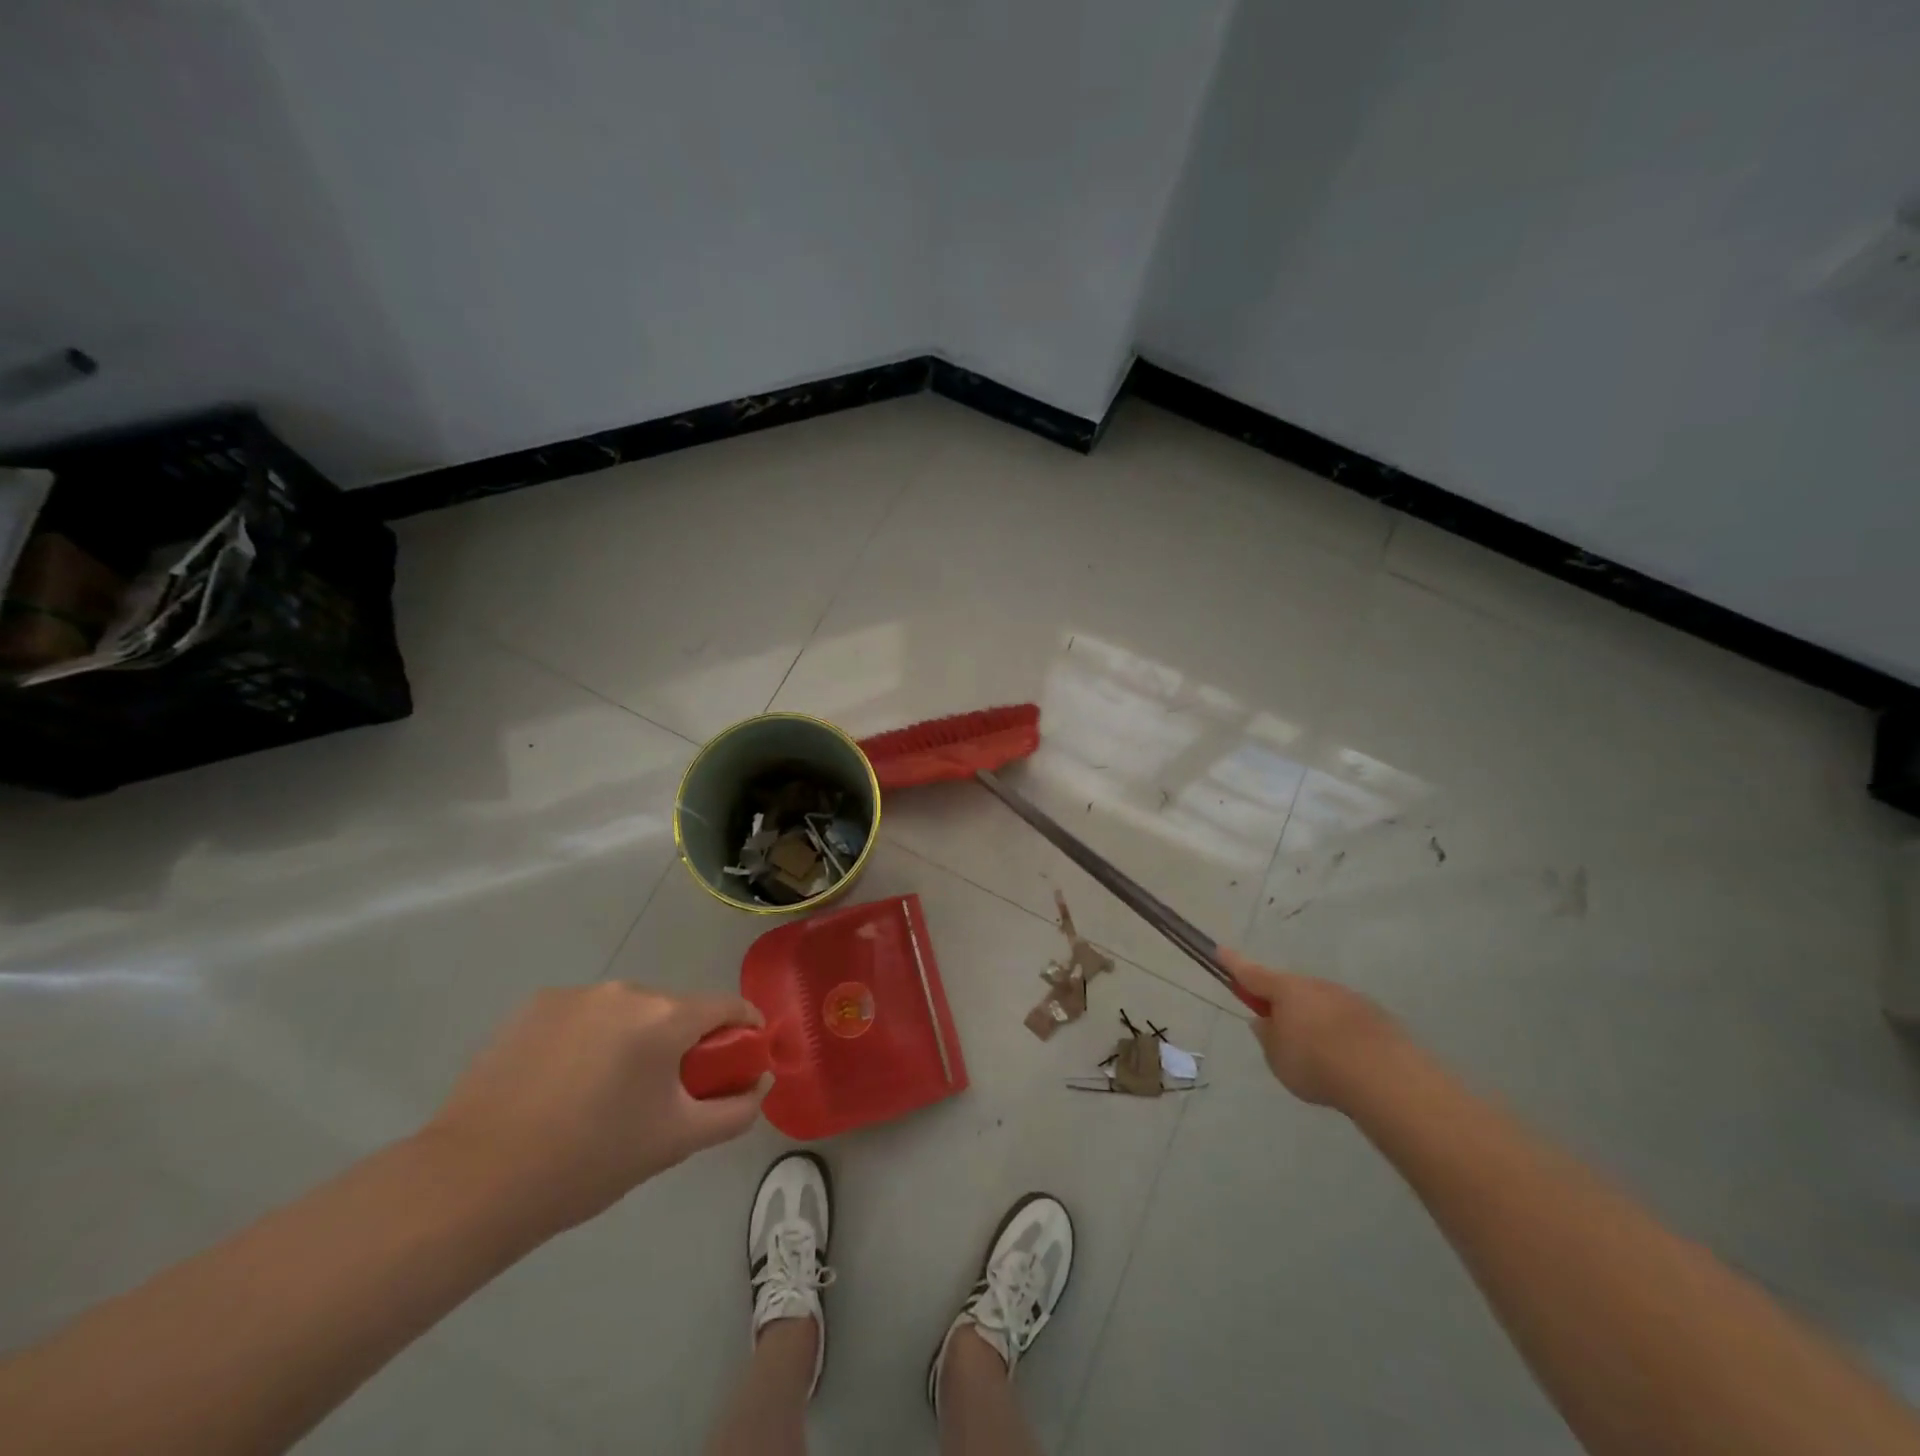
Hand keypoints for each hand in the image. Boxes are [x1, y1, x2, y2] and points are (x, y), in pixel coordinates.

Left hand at [420, 984, 765, 1238]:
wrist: (473, 1182)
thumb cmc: (588, 1162)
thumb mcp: (675, 1142)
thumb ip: (733, 1110)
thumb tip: (759, 1083)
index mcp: (664, 1017)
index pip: (727, 1006)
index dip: (745, 1029)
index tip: (744, 1058)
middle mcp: (625, 991)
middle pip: (675, 1009)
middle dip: (683, 1042)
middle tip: (666, 1094)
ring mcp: (575, 994)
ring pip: (628, 1011)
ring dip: (635, 1039)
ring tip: (607, 1093)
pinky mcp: (533, 1006)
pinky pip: (585, 1015)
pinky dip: (591, 1039)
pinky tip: (564, 1084)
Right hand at [1219, 949, 1401, 1106]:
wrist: (1385, 1077)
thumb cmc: (1316, 1063)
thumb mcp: (1277, 1057)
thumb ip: (1267, 1037)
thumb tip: (1265, 1021)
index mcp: (1284, 990)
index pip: (1251, 973)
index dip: (1233, 963)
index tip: (1220, 950)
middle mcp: (1315, 986)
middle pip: (1290, 990)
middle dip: (1282, 1004)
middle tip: (1279, 1033)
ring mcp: (1347, 998)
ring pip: (1320, 1005)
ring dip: (1314, 1021)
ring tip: (1318, 1058)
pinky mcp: (1376, 1017)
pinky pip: (1346, 1022)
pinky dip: (1340, 1035)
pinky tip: (1346, 1062)